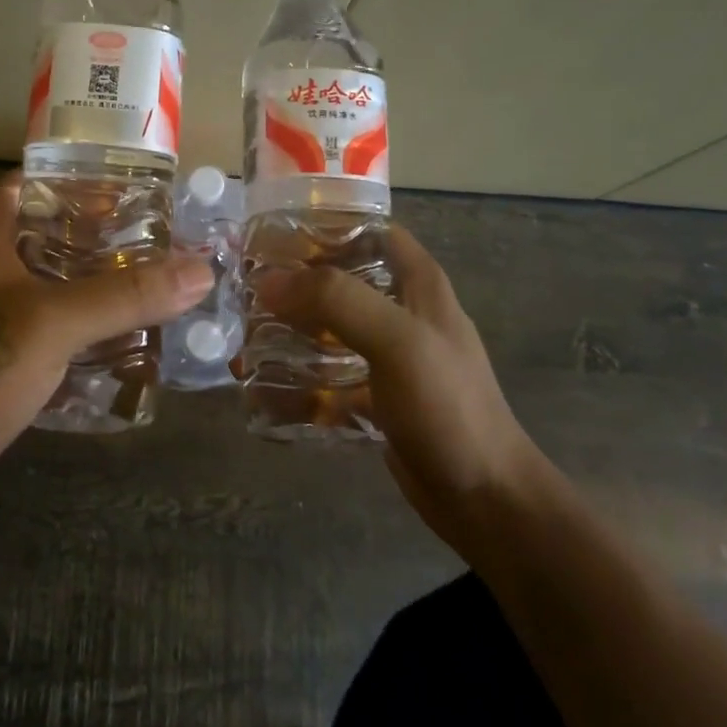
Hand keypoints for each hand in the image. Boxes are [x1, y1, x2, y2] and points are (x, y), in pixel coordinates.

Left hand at [0, 173, 213, 491]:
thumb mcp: (57, 324)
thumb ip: (128, 296)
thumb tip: (201, 270)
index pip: (36, 180)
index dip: (84, 179)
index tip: (135, 191)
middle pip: (46, 228)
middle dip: (98, 234)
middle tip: (153, 239)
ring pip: (44, 274)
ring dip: (89, 276)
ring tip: (143, 280)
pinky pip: (39, 313)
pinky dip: (74, 313)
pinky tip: (111, 330)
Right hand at [258, 225, 539, 550]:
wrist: (483, 499)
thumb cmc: (448, 406)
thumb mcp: (397, 341)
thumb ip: (337, 300)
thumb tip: (270, 281)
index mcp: (418, 284)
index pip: (370, 231)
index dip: (325, 227)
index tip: (274, 237)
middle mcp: (401, 312)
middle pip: (339, 282)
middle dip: (293, 286)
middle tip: (245, 294)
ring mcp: (387, 357)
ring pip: (328, 331)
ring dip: (288, 335)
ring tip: (243, 344)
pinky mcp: (374, 396)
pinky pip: (327, 379)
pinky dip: (296, 383)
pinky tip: (260, 392)